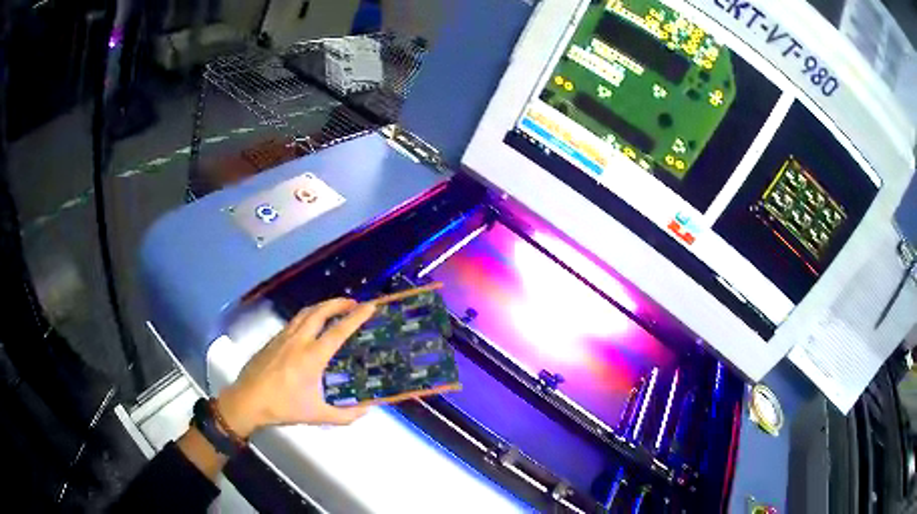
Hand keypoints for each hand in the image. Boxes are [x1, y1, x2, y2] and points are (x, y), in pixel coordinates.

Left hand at [215, 298, 375, 437]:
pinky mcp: (272, 340)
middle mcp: (298, 341)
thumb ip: (344, 415)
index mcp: (312, 357)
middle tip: (353, 303)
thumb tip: (366, 411)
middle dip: (338, 303)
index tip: (370, 305)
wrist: (247, 400)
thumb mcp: (317, 415)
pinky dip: (308, 316)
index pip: (338, 331)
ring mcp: (283, 338)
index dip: (356, 317)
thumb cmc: (283, 407)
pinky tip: (310, 326)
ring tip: (333, 309)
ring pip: (305, 313)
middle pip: (320, 311)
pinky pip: (294, 321)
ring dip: (322, 306)